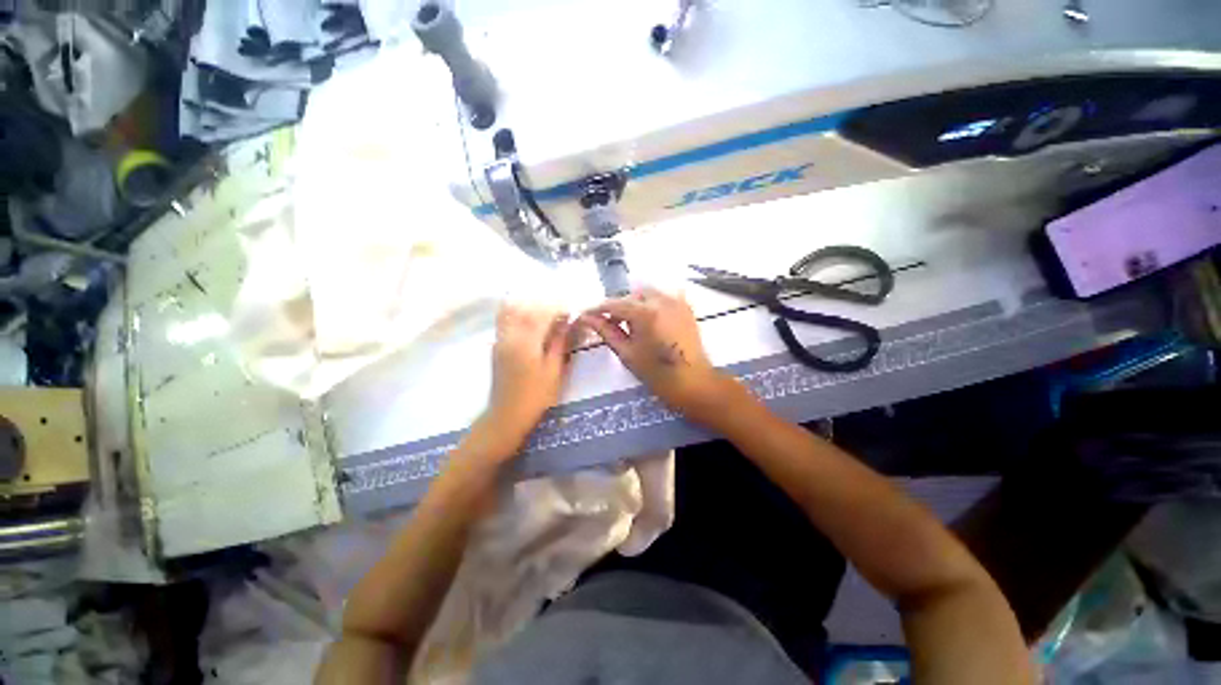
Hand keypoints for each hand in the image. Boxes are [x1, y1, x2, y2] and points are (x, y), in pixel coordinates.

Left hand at [484, 302, 572, 448]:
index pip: (542, 313)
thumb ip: (560, 342)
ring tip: (547, 313)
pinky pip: (505, 319)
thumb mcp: (554, 370)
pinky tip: (532, 320)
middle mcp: (509, 335)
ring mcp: (500, 339)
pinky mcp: (497, 345)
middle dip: (545, 304)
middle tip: (562, 311)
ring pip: (512, 310)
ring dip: (530, 306)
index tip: (572, 310)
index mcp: (526, 342)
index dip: (558, 307)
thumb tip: (570, 321)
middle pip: (525, 307)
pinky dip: (519, 313)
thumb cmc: (536, 396)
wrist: (507, 416)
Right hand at [578, 287, 737, 423]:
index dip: (598, 309)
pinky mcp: (685, 307)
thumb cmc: (656, 373)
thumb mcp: (627, 353)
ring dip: (634, 303)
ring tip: (630, 323)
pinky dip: (651, 304)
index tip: (587, 315)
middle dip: (618, 306)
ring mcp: (676, 301)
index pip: (614, 304)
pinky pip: (663, 297)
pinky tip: (648, 319)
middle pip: (631, 295)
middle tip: (610, 323)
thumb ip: (606, 331)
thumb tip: (587, 318)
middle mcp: (661, 300)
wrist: (692, 382)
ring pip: (647, 294)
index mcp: (645, 313)